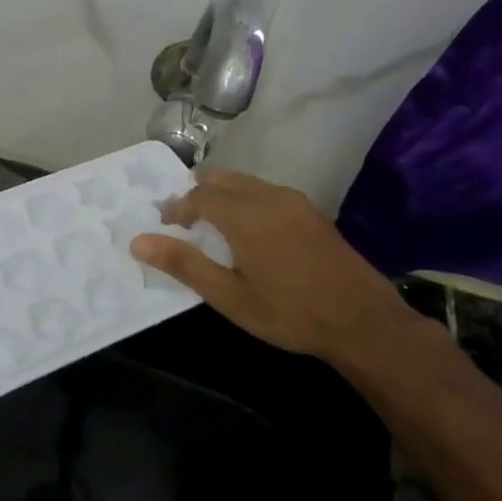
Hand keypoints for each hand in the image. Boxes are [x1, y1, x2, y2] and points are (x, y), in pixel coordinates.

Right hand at [129, 168, 423, 363]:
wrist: (363, 321)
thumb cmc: (288, 312)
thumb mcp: (228, 296)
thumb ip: (184, 264)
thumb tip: (138, 241)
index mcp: (245, 214)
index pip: (198, 195)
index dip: (176, 207)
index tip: (163, 224)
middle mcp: (269, 197)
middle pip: (222, 179)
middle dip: (198, 194)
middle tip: (183, 221)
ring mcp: (295, 202)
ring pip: (247, 183)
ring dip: (223, 196)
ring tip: (212, 226)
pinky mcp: (313, 213)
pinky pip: (268, 193)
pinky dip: (247, 201)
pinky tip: (249, 231)